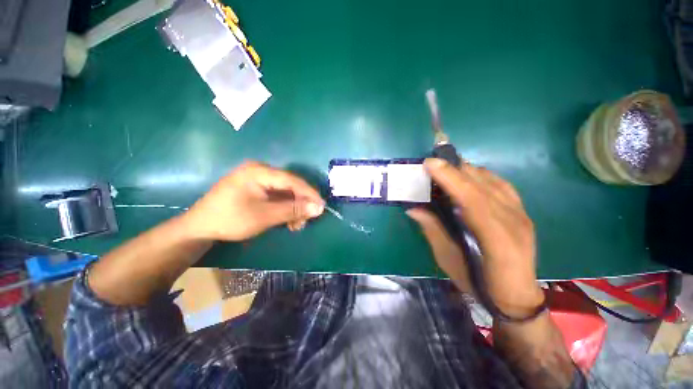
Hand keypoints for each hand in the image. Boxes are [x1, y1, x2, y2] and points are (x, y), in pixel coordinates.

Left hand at [183, 161, 324, 240]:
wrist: (199, 227)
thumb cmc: (231, 220)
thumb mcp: (265, 216)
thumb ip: (293, 210)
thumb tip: (319, 207)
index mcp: (260, 171)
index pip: (293, 180)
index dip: (309, 194)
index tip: (322, 206)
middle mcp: (260, 170)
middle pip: (290, 186)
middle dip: (300, 204)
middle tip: (306, 221)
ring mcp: (257, 179)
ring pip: (285, 192)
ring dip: (293, 208)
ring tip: (296, 225)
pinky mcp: (255, 188)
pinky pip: (276, 196)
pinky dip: (284, 208)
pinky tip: (287, 221)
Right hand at [407, 158, 543, 315]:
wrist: (516, 297)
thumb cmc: (479, 284)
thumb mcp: (449, 261)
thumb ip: (433, 231)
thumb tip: (413, 209)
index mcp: (496, 240)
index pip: (473, 200)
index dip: (451, 178)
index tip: (430, 164)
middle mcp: (513, 222)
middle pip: (482, 186)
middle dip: (455, 169)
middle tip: (432, 163)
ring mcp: (521, 215)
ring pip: (492, 181)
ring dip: (466, 170)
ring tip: (446, 167)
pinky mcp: (522, 212)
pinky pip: (501, 185)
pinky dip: (482, 175)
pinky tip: (469, 175)